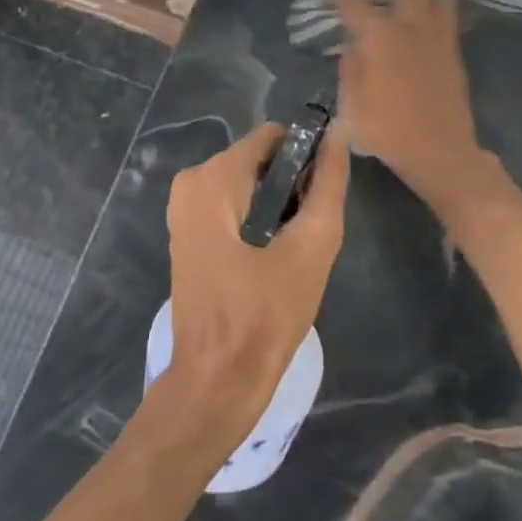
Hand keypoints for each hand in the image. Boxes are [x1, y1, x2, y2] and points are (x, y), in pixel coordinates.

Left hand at [163, 121, 348, 445]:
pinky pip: (233, 204)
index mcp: (213, 178)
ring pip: (249, 183)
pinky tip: (273, 257)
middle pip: (260, 159)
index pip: (274, 137)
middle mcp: (190, 182)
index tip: (322, 195)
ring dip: (278, 206)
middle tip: (308, 232)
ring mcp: (184, 209)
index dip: (307, 157)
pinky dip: (259, 219)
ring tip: (294, 249)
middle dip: (292, 185)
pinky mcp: (187, 233)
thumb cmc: (264, 316)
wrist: (216, 384)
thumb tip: (337, 136)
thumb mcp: (311, 246)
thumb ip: (328, 185)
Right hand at [329, 0, 483, 209]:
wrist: (440, 151)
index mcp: (379, 35)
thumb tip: (353, 47)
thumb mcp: (351, 103)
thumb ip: (349, 68)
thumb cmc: (387, 130)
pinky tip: (424, 33)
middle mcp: (410, 25)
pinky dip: (436, 16)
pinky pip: (449, 19)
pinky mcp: (455, 52)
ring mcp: (438, 36)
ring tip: (408, 13)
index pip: (352, 1)